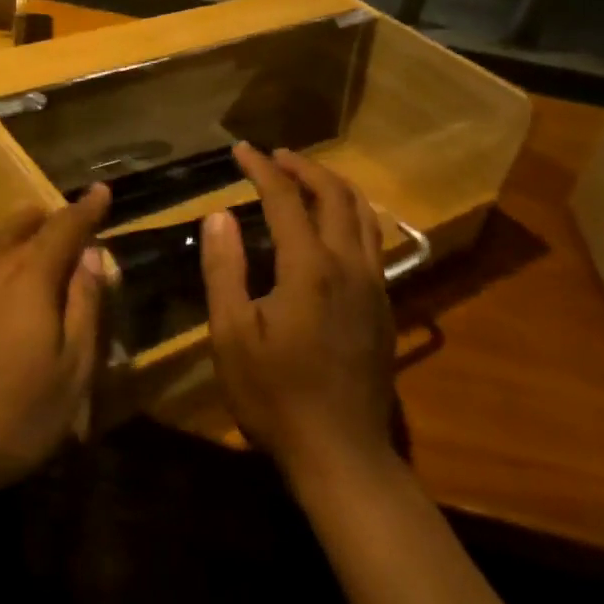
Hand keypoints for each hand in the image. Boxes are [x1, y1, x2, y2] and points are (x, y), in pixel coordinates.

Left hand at [0, 184, 110, 512]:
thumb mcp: (71, 374)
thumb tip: (93, 255)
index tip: (100, 191)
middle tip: (55, 243)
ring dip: (3, 256)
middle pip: (20, 226)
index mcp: (29, 273)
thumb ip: (86, 306)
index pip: (66, 225)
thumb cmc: (8, 419)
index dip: (87, 208)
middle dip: (42, 226)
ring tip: (8, 288)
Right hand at [201, 145, 397, 480]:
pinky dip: (350, 216)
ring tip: (306, 178)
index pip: (285, 199)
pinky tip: (331, 227)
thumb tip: (219, 215)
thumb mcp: (231, 334)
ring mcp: (374, 286)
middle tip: (275, 156)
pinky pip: (372, 242)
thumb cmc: (275, 395)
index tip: (240, 150)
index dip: (261, 169)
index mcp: (310, 268)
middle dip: (305, 168)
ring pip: (363, 215)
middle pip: (336, 195)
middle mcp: (349, 266)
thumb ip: (224, 269)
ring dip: (334, 187)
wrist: (342, 453)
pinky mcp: (385, 307)